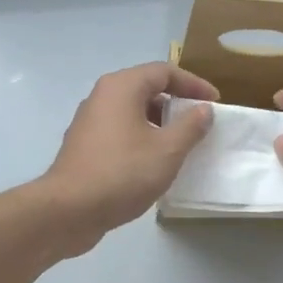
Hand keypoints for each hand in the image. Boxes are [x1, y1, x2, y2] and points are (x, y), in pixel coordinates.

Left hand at [38, 62, 218, 254]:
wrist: (68, 210)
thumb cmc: (122, 173)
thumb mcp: (167, 150)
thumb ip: (190, 126)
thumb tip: (204, 110)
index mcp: (121, 87)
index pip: (164, 71)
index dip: (193, 84)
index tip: (214, 103)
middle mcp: (102, 96)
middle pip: (146, 88)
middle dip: (176, 103)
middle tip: (199, 123)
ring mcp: (89, 121)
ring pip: (132, 112)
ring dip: (159, 123)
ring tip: (181, 145)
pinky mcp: (85, 145)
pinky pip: (120, 131)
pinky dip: (141, 138)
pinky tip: (154, 163)